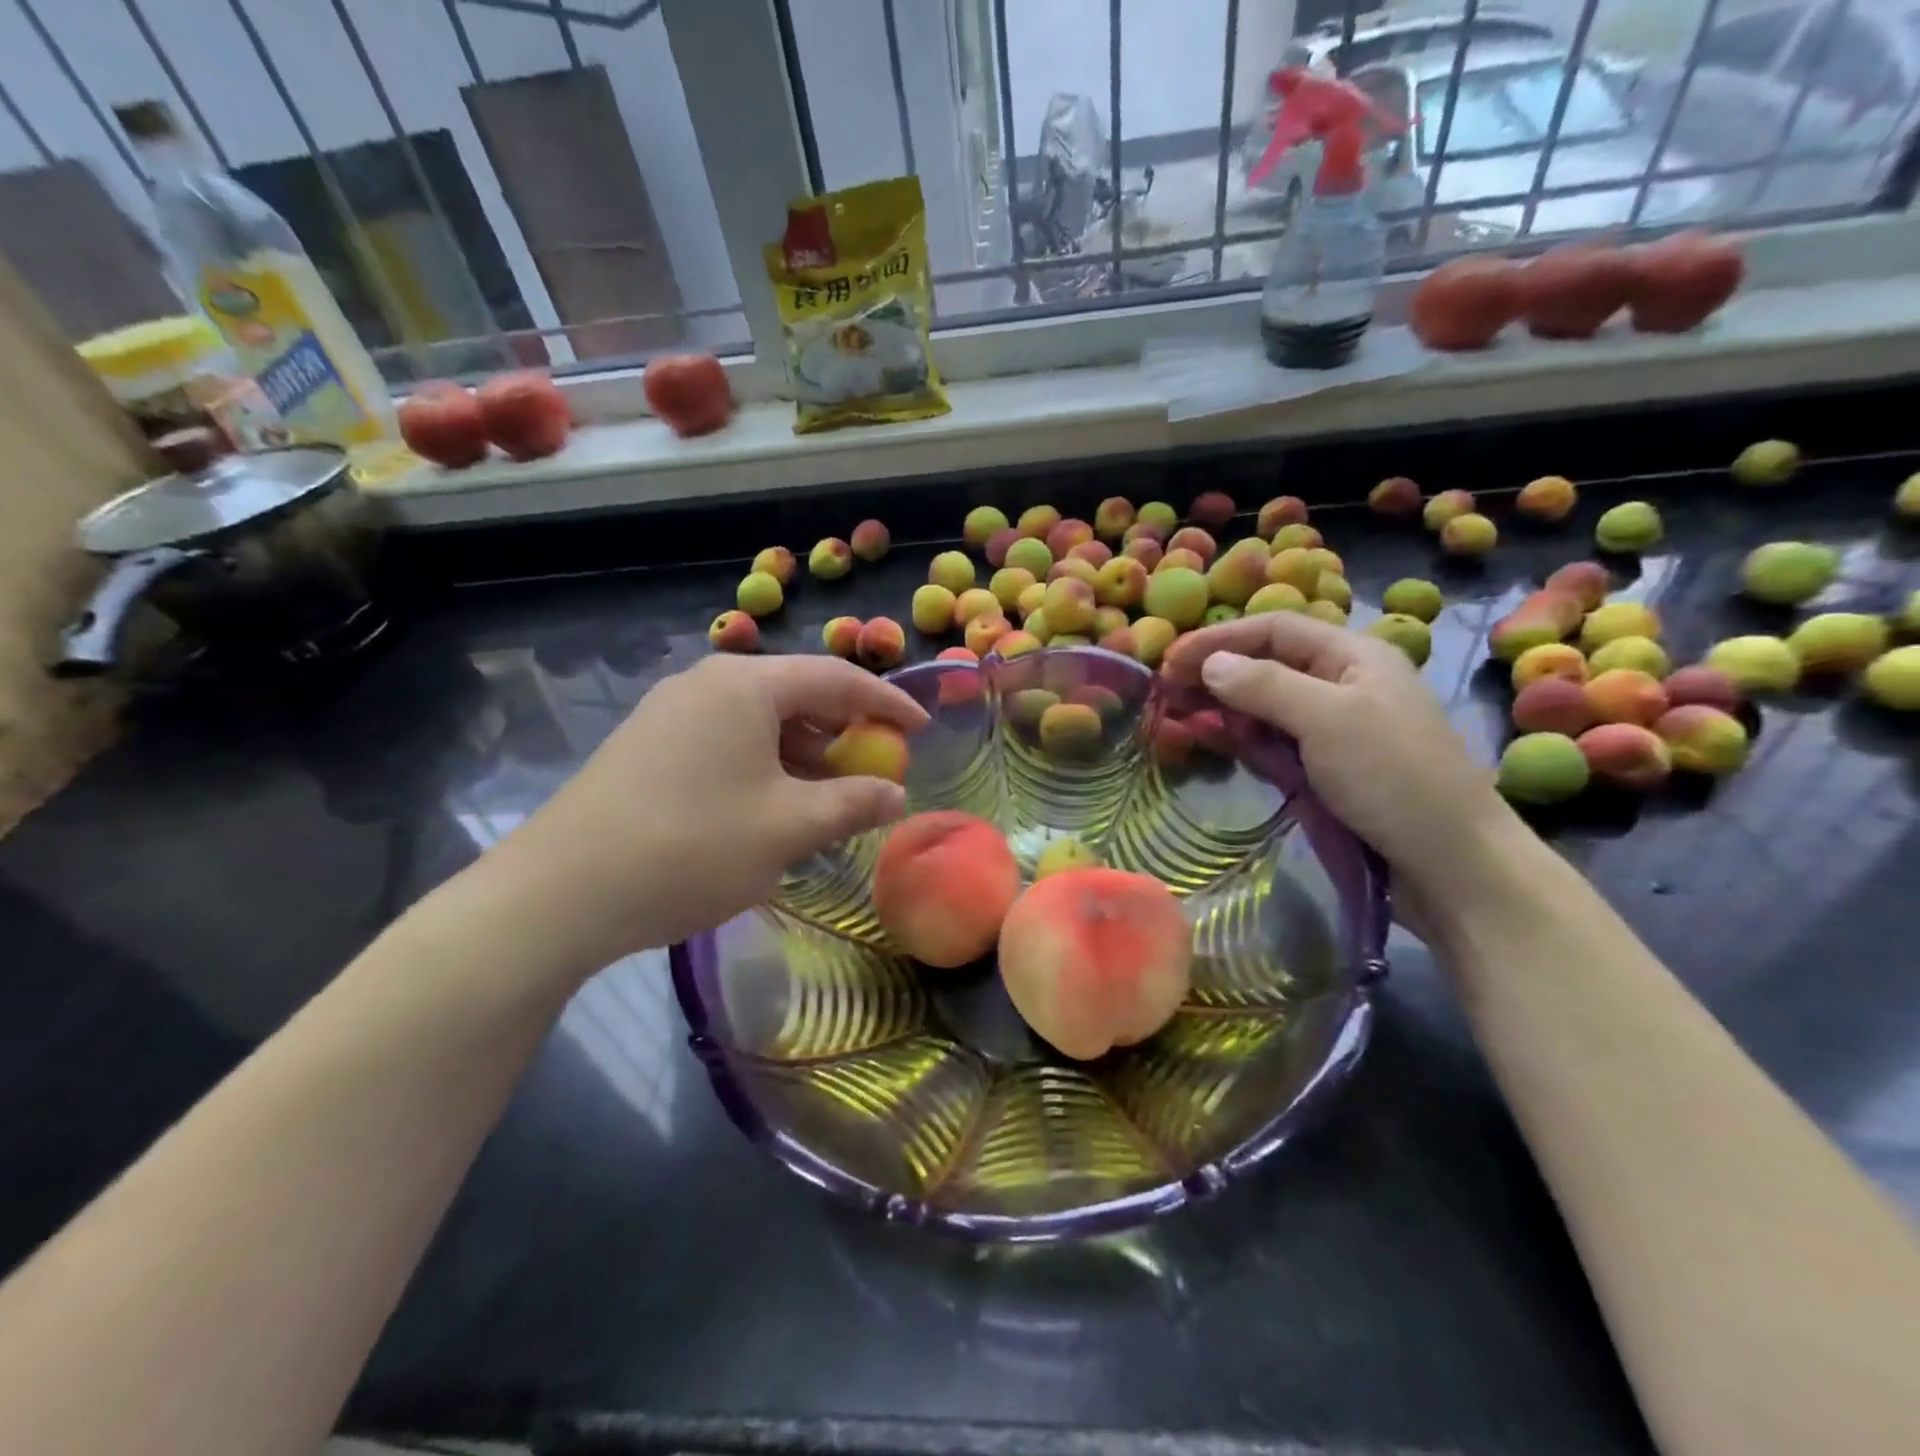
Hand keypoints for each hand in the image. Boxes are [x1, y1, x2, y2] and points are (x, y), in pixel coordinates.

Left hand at [477, 654, 927, 975]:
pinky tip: (774, 808)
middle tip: (877, 771)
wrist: (560, 894)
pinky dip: (766, 766)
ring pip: (760, 722)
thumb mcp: (788, 828)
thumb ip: (852, 804)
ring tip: (831, 798)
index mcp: (746, 685)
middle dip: (844, 733)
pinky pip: (727, 742)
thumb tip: (896, 796)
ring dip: (805, 755)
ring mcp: (671, 712)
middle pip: (797, 695)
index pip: (836, 678)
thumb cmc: (691, 847)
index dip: (886, 704)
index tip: (921, 730)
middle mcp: (707, 683)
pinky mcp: (649, 746)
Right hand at [1162, 613, 1507, 894]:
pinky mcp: (1327, 769)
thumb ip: (1265, 685)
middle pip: (1267, 665)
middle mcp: (1343, 684)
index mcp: (1354, 656)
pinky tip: (1214, 743)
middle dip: (1216, 673)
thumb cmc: (1393, 778)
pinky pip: (1274, 742)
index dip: (1219, 638)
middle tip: (1165, 691)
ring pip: (1266, 706)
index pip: (1274, 629)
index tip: (1170, 659)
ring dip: (1224, 707)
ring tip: (1179, 718)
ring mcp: (1335, 730)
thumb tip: (1208, 663)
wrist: (1451, 865)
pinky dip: (1242, 739)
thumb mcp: (1327, 719)